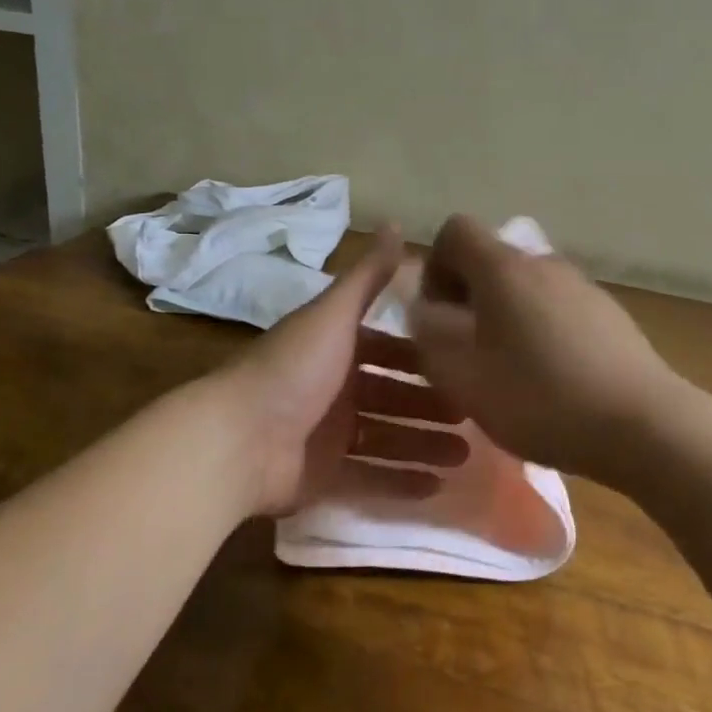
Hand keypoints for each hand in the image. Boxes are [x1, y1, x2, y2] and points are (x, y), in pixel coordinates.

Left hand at [219, 228, 468, 516]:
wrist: (238, 439)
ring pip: (387, 438)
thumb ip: (368, 275)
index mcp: (334, 348)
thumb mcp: (334, 314)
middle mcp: (333, 388)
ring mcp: (327, 435)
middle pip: (392, 395)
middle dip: (430, 404)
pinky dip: (401, 481)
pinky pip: (370, 478)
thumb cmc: (294, 369)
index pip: (387, 348)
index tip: (463, 362)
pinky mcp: (324, 476)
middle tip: (473, 415)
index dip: (421, 356)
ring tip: (466, 455)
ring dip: (424, 444)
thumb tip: (397, 223)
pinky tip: (438, 487)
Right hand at [408, 215, 682, 487]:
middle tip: (468, 352)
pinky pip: (558, 308)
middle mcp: (544, 263)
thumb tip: (423, 307)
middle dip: (468, 299)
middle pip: (491, 261)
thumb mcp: (463, 376)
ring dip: (505, 318)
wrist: (644, 425)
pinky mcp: (609, 313)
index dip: (435, 266)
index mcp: (503, 269)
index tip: (439, 315)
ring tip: (510, 372)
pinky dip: (541, 330)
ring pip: (525, 288)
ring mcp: (582, 286)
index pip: (455, 231)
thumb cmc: (541, 398)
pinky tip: (553, 380)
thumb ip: (429, 335)